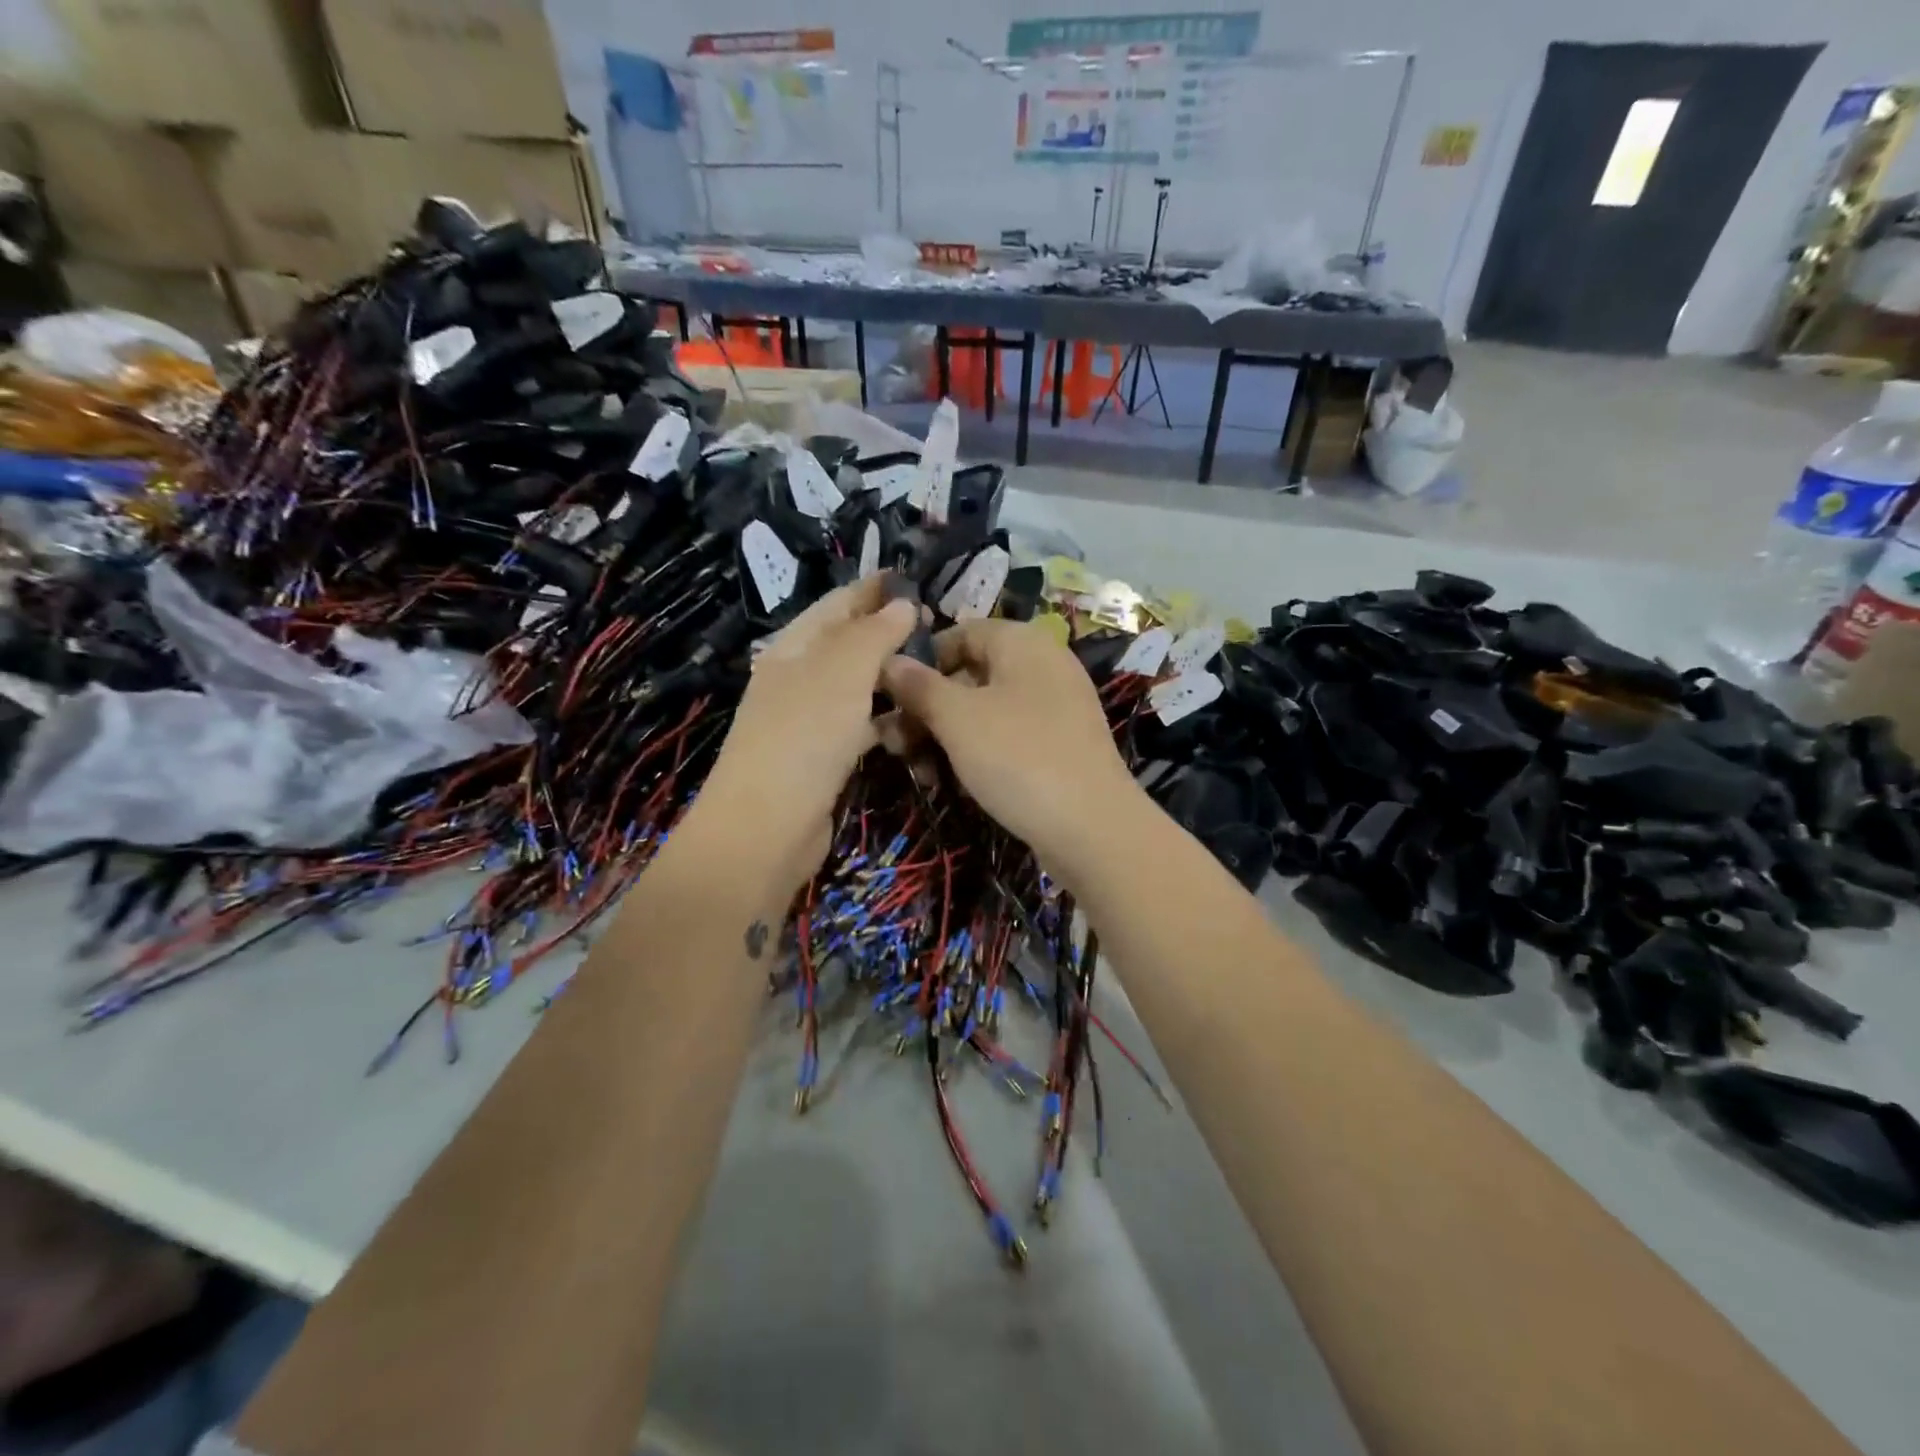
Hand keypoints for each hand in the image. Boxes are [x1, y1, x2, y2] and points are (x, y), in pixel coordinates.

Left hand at [689, 575, 916, 899]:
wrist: (767, 828)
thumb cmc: (804, 736)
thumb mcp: (842, 671)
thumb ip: (875, 633)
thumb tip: (903, 602)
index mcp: (794, 647)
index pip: (837, 605)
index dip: (873, 589)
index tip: (915, 579)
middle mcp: (800, 678)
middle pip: (850, 645)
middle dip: (891, 635)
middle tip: (941, 630)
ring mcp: (812, 720)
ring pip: (861, 688)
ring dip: (895, 680)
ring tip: (939, 673)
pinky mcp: (826, 758)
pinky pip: (864, 727)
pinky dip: (889, 722)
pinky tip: (917, 723)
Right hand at [879, 618, 1152, 880]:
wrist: (1092, 828)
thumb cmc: (1018, 757)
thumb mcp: (957, 718)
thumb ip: (919, 686)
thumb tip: (888, 660)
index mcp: (1022, 642)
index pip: (960, 633)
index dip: (921, 661)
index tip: (889, 696)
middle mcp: (1042, 665)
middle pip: (969, 675)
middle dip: (926, 708)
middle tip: (893, 744)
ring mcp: (1054, 708)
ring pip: (984, 711)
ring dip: (944, 736)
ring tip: (918, 771)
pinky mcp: (1058, 745)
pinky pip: (1007, 737)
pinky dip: (976, 753)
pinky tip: (951, 783)